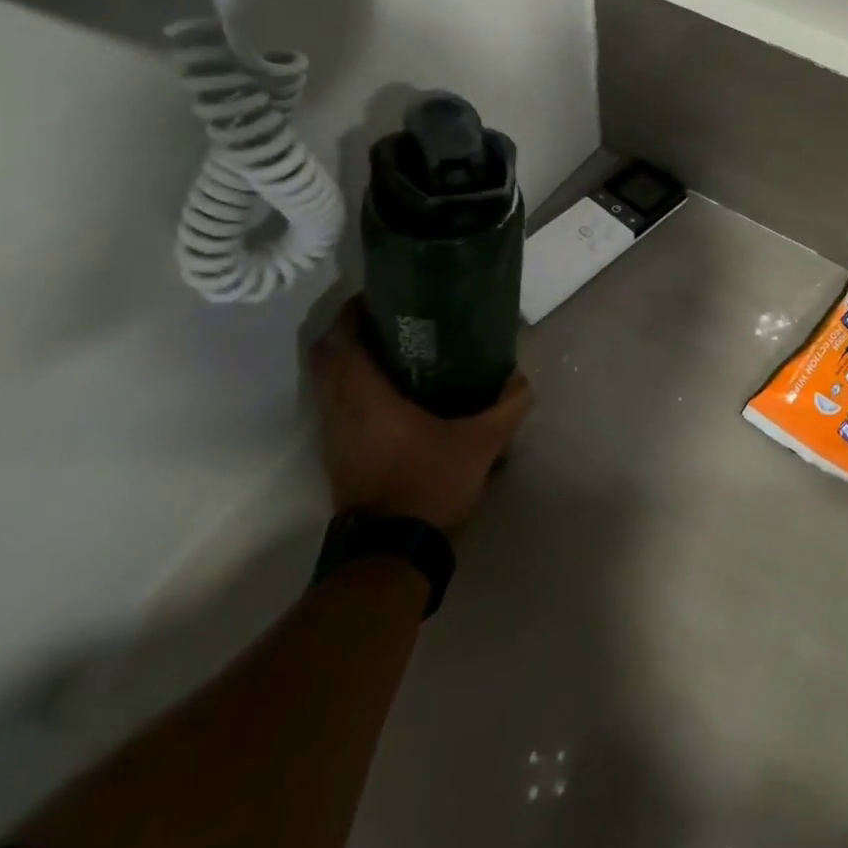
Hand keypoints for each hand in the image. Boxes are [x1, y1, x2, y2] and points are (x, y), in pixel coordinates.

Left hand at [309, 299, 530, 532]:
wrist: (393, 552)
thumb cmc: (430, 484)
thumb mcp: (482, 442)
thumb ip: (506, 406)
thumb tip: (520, 378)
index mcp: (365, 397)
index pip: (341, 341)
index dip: (353, 312)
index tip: (380, 295)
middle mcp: (340, 410)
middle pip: (327, 357)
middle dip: (351, 332)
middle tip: (389, 319)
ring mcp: (334, 435)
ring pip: (328, 383)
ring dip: (350, 360)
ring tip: (394, 349)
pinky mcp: (337, 455)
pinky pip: (337, 405)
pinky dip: (354, 387)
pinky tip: (393, 392)